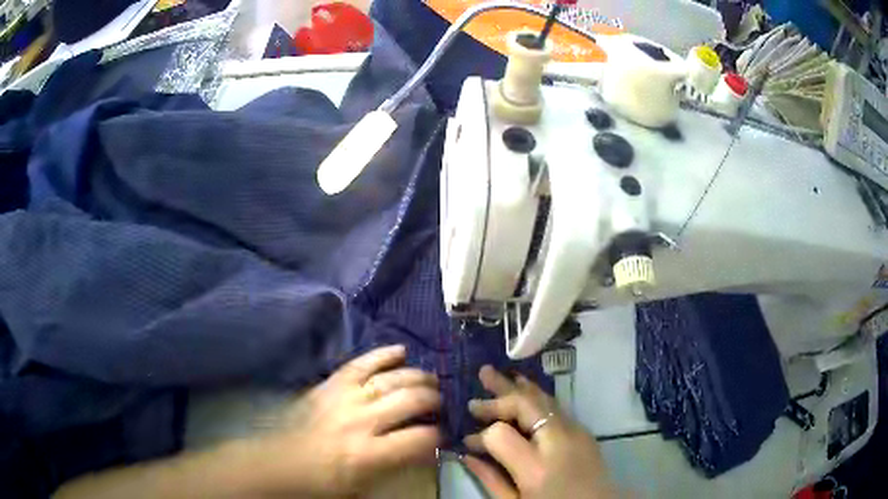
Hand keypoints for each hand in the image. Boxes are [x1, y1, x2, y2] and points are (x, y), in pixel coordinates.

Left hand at [260, 345, 440, 496]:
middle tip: (440, 405)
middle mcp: (361, 421)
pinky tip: (402, 351)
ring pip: (392, 379)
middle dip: (434, 401)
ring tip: (430, 381)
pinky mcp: (330, 384)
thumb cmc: (324, 481)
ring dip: (417, 377)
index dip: (438, 436)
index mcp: (368, 454)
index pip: (420, 438)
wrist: (281, 462)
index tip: (442, 436)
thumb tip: (426, 450)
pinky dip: (383, 354)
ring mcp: (344, 397)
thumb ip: (398, 467)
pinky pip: (361, 363)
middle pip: (411, 400)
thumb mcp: (365, 487)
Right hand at [462, 366, 615, 498]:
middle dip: (497, 395)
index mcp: (537, 468)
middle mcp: (558, 442)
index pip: (500, 434)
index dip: (481, 435)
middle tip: (475, 386)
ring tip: (491, 374)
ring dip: (516, 386)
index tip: (469, 441)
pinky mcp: (583, 430)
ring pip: (542, 398)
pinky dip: (534, 395)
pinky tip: (521, 388)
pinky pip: (554, 406)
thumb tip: (466, 454)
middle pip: (524, 405)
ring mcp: (575, 432)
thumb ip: (490, 478)